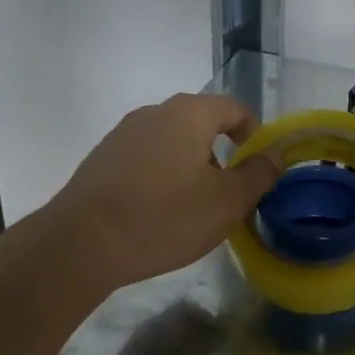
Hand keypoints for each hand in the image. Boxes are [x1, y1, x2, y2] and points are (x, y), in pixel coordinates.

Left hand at [48, 94, 280, 291]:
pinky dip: (160, 177)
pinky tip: (156, 213)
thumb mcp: (226, 202)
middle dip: (221, 156)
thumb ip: (258, 174)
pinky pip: (145, 159)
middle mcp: (154, 112)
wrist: (80, 244)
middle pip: (201, 124)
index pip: (234, 109)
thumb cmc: (164, 217)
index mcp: (189, 113)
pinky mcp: (101, 159)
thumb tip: (274, 154)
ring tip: (191, 209)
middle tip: (227, 195)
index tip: (257, 170)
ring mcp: (122, 134)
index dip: (254, 134)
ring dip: (190, 168)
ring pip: (172, 142)